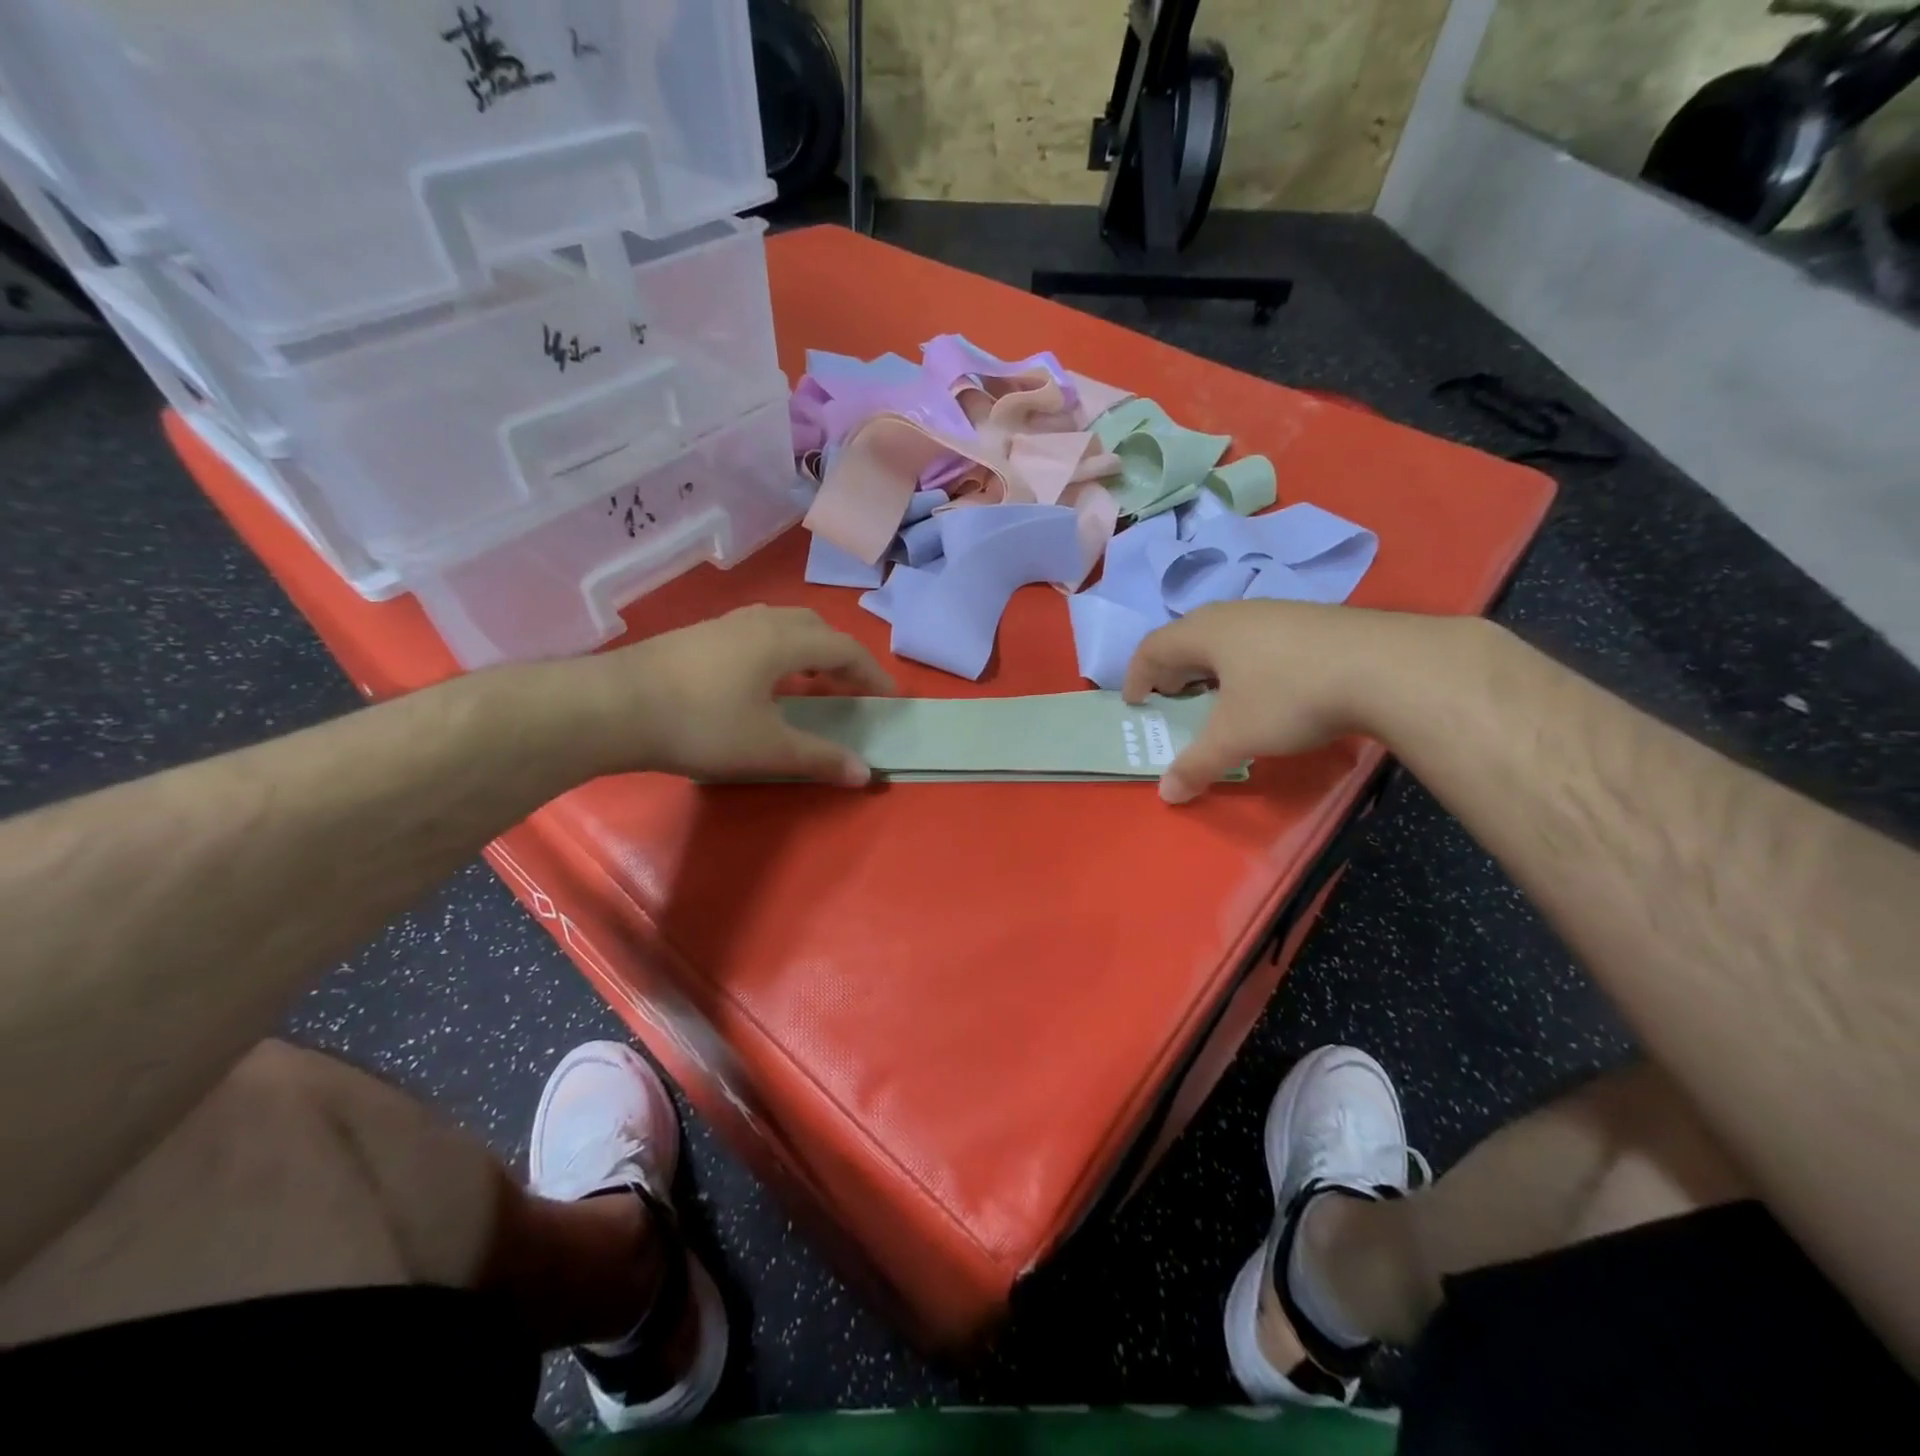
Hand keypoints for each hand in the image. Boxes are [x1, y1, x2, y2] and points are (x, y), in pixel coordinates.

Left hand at [580, 605, 894, 784]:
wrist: (610, 708)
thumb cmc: (700, 725)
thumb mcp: (767, 748)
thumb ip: (820, 757)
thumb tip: (865, 772)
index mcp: (783, 641)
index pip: (844, 649)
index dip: (872, 672)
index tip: (889, 697)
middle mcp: (758, 622)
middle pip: (814, 627)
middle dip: (841, 655)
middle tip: (850, 688)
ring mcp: (723, 624)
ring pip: (782, 625)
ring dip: (808, 649)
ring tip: (810, 681)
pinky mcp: (697, 636)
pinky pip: (756, 633)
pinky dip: (778, 651)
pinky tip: (760, 681)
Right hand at [1123, 601, 1445, 804]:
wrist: (1386, 667)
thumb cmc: (1289, 696)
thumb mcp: (1236, 737)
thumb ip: (1196, 765)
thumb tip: (1166, 795)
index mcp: (1204, 632)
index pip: (1152, 648)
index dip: (1136, 676)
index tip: (1136, 702)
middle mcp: (1234, 613)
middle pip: (1186, 637)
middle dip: (1171, 670)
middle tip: (1170, 698)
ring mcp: (1276, 612)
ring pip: (1225, 635)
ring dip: (1208, 665)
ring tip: (1215, 694)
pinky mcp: (1310, 621)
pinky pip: (1257, 638)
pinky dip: (1243, 662)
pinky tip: (1265, 686)